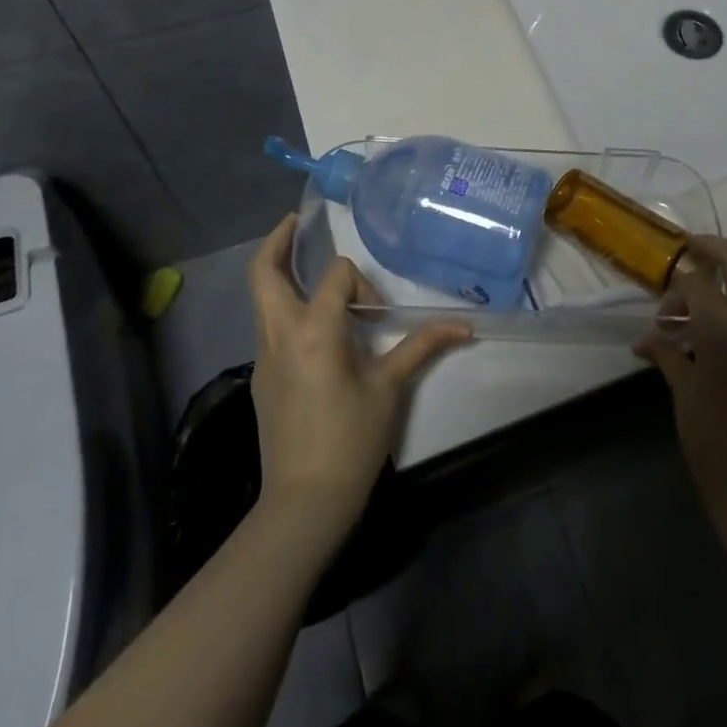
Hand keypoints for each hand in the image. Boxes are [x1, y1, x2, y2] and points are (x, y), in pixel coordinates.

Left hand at [247, 215, 471, 545]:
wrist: (303, 504)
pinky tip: (312, 325)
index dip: (362, 286)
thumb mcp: (390, 388)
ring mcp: (264, 357)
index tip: (379, 319)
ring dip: (279, 275)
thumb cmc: (350, 440)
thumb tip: (466, 325)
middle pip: (263, 273)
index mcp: (313, 330)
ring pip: (260, 299)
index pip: (336, 277)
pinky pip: (268, 327)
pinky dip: (284, 308)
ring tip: (303, 263)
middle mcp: (280, 334)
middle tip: (296, 222)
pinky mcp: (261, 378)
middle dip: (276, 242)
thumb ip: (422, 346)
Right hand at [635, 236, 726, 536]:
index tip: (665, 296)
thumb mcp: (684, 392)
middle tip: (693, 250)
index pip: (697, 280)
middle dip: (713, 250)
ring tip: (716, 292)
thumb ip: (667, 352)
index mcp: (724, 327)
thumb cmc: (715, 445)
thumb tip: (644, 338)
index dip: (677, 284)